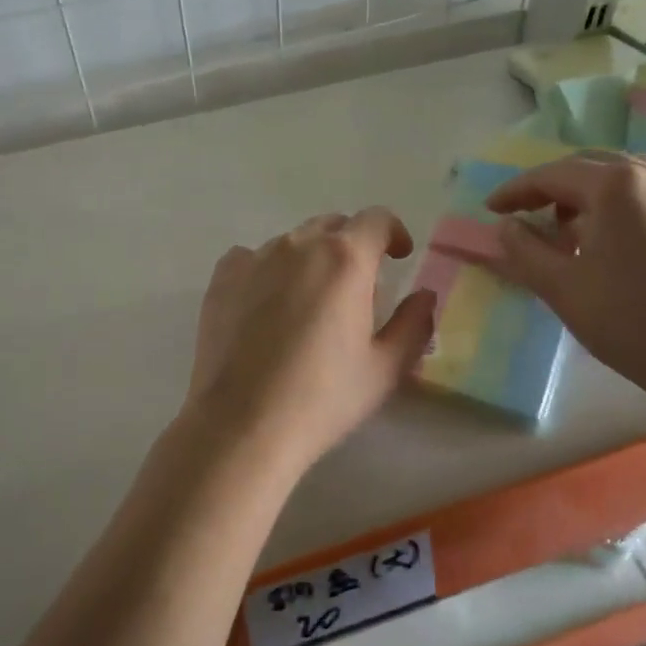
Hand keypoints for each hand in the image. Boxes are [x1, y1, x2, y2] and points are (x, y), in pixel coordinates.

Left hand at [184, 208, 436, 476]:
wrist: (242, 425)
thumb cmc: (323, 398)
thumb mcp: (385, 368)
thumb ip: (413, 324)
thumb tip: (424, 296)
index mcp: (346, 259)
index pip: (376, 219)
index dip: (393, 233)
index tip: (398, 257)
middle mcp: (298, 245)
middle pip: (333, 226)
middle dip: (352, 245)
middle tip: (357, 286)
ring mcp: (255, 258)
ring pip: (292, 242)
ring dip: (310, 259)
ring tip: (309, 301)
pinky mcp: (222, 279)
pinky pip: (251, 258)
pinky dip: (267, 270)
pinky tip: (266, 304)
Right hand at [483, 153, 645, 407]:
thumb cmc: (628, 320)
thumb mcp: (561, 287)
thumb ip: (524, 249)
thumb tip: (505, 226)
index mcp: (616, 185)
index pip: (553, 175)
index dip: (516, 190)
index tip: (490, 209)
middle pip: (587, 166)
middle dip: (549, 187)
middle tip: (522, 214)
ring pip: (619, 175)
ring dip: (583, 193)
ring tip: (563, 227)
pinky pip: (645, 191)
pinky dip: (615, 202)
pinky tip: (605, 237)